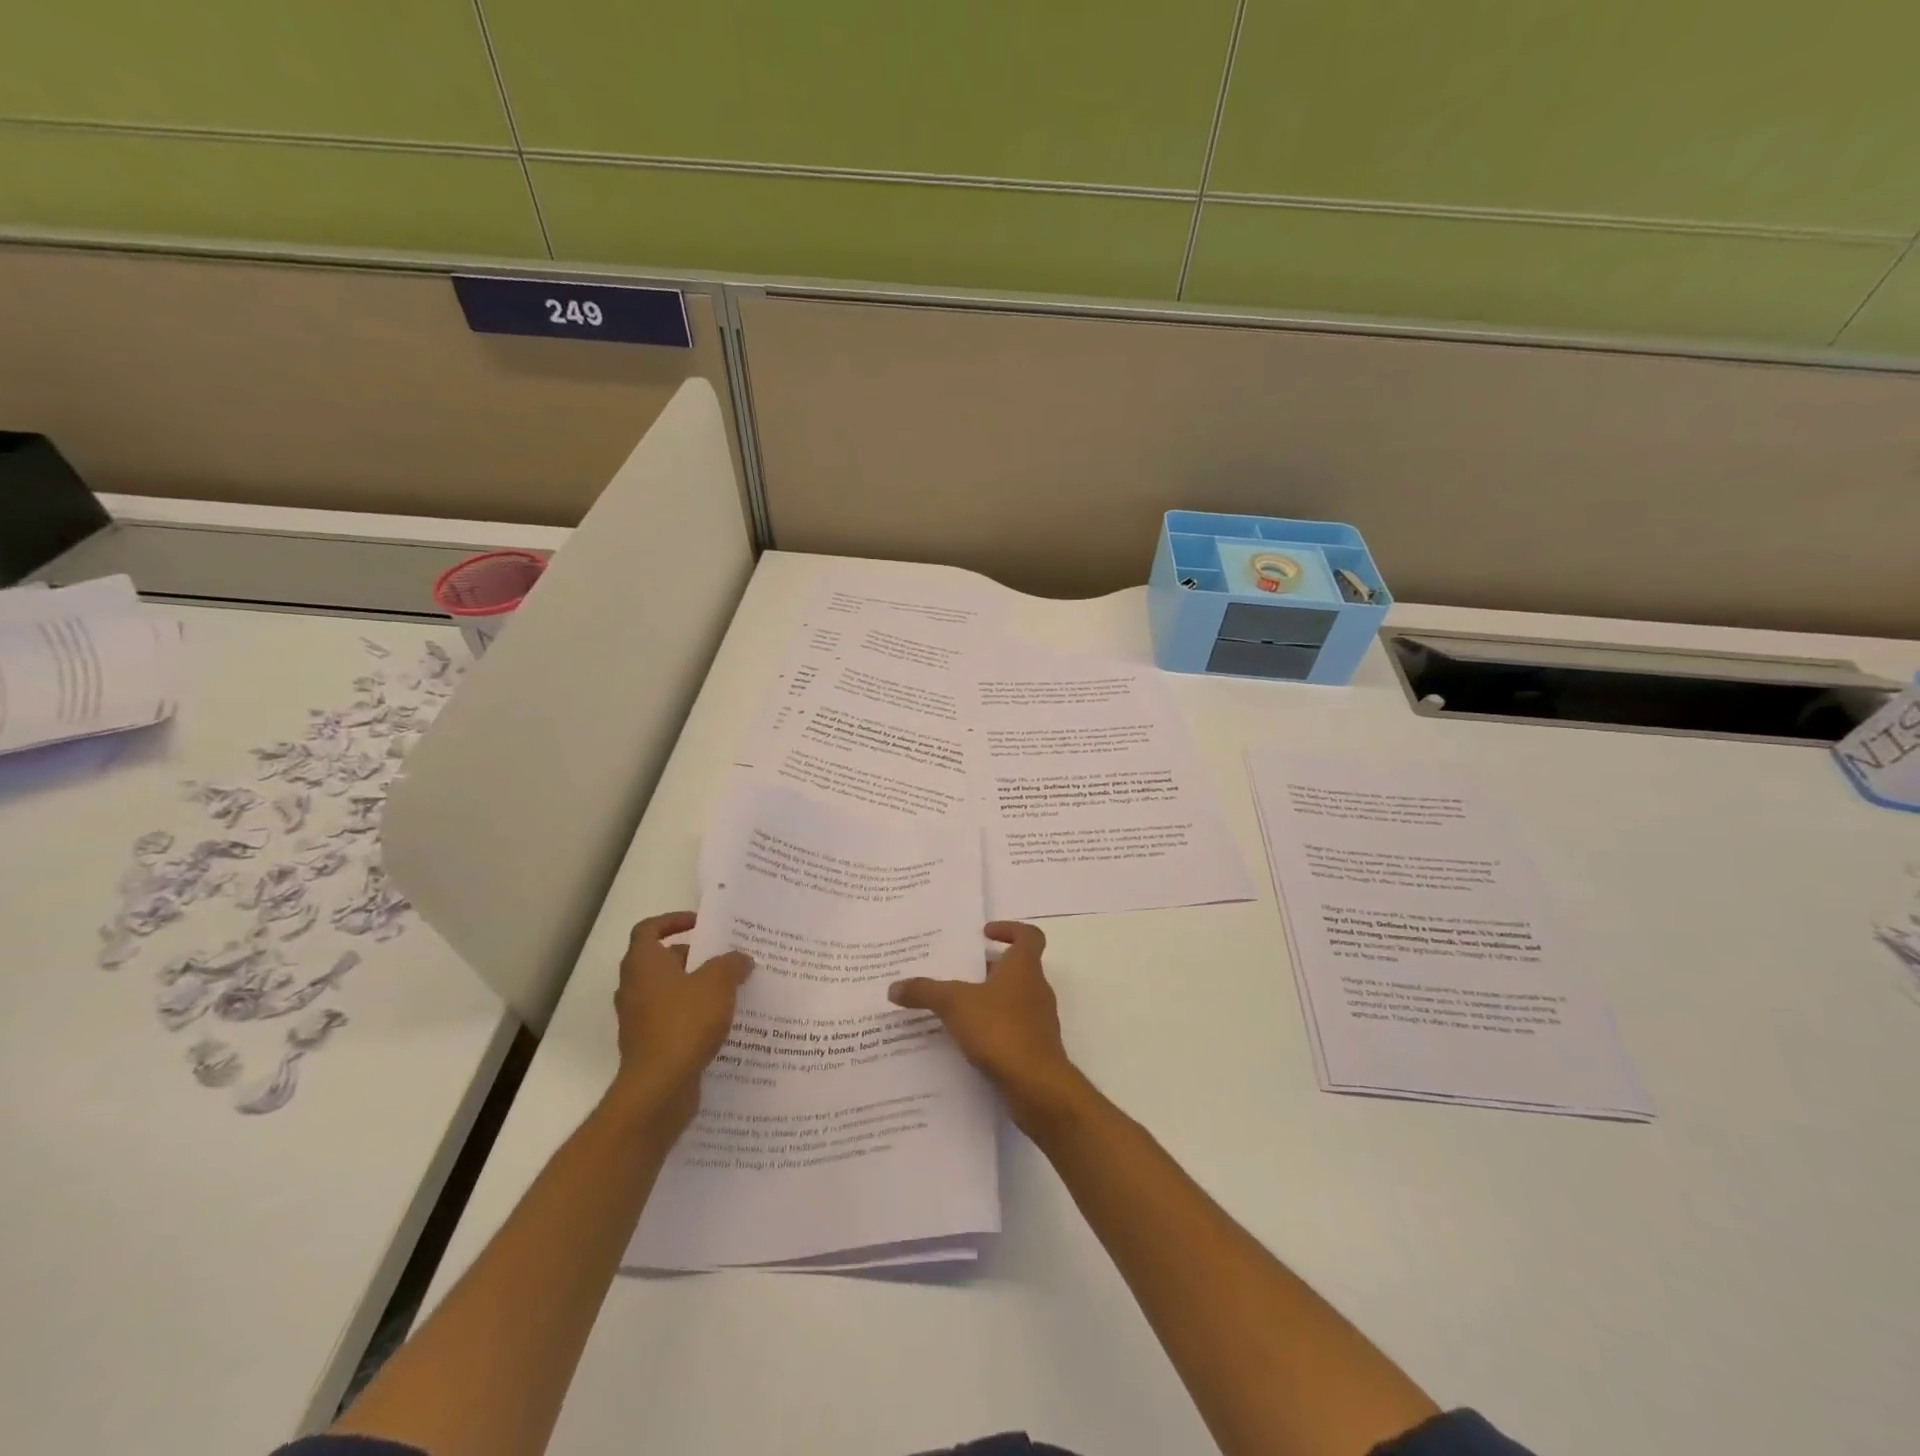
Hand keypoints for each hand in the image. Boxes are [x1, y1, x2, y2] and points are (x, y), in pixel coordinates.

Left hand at [609, 912, 752, 1136]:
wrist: (659, 1087)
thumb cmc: (684, 1022)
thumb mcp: (718, 983)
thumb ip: (731, 964)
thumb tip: (740, 959)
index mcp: (643, 963)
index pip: (649, 929)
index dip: (673, 921)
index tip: (700, 924)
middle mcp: (634, 987)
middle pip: (661, 961)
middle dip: (693, 956)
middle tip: (725, 958)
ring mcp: (639, 1018)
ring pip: (668, 991)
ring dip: (695, 987)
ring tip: (729, 989)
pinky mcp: (648, 1044)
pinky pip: (672, 1019)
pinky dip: (692, 1015)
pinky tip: (721, 1022)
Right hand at [888, 921, 1088, 1134]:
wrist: (1037, 1085)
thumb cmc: (1000, 1029)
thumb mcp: (954, 1004)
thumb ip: (925, 992)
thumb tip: (894, 987)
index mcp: (1024, 967)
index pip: (1029, 935)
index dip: (1010, 929)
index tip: (984, 934)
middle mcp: (1036, 988)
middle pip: (1016, 968)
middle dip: (988, 968)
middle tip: (957, 972)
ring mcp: (1039, 1020)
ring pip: (1013, 999)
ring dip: (989, 999)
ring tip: (956, 1007)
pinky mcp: (1036, 1047)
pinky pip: (1012, 1028)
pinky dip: (993, 1028)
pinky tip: (967, 1040)